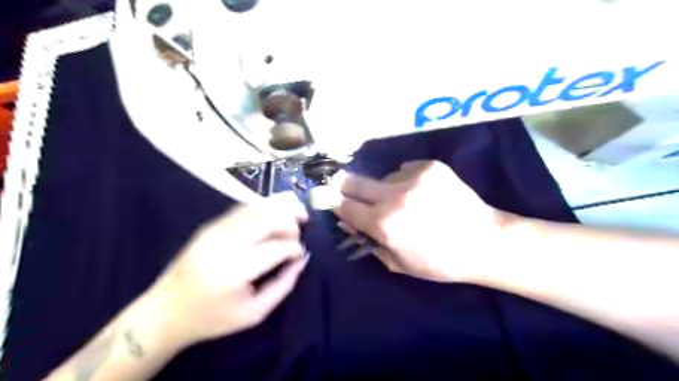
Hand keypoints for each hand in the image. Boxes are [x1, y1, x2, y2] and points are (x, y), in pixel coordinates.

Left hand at [150, 193, 307, 347]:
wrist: (166, 311)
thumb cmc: (212, 318)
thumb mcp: (254, 313)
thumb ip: (283, 285)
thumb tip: (301, 260)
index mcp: (233, 272)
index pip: (276, 248)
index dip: (295, 248)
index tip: (301, 254)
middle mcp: (223, 245)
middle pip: (266, 219)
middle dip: (290, 219)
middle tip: (304, 223)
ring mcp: (214, 231)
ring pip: (255, 208)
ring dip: (280, 206)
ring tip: (297, 209)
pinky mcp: (210, 225)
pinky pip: (243, 208)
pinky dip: (263, 206)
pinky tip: (276, 210)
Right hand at [334, 159, 509, 281]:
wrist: (484, 241)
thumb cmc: (439, 261)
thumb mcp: (398, 263)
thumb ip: (368, 242)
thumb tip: (348, 223)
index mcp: (383, 223)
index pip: (344, 206)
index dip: (337, 205)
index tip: (337, 204)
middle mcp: (393, 195)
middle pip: (353, 182)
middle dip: (347, 188)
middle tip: (350, 192)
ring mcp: (413, 176)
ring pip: (383, 178)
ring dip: (385, 189)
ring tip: (404, 201)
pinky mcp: (430, 166)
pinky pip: (404, 170)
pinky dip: (406, 180)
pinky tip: (421, 192)